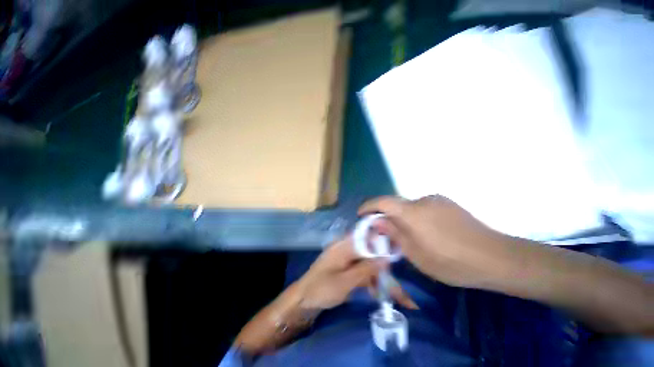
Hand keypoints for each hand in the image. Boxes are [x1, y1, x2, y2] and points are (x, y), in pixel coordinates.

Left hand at [296, 236, 417, 309]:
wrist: (303, 300)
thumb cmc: (322, 288)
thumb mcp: (346, 281)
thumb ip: (366, 269)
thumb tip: (386, 257)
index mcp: (344, 245)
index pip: (366, 236)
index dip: (381, 240)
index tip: (396, 251)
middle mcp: (345, 248)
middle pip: (368, 250)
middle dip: (380, 263)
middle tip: (393, 278)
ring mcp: (344, 258)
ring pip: (365, 260)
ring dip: (375, 273)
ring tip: (386, 290)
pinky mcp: (344, 268)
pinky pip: (360, 269)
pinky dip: (367, 278)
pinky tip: (374, 290)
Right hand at [359, 195, 513, 288]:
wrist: (498, 258)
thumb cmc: (452, 262)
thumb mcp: (416, 254)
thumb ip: (394, 234)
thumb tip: (377, 221)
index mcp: (412, 213)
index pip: (382, 202)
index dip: (368, 206)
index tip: (361, 215)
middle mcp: (422, 200)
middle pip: (396, 204)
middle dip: (386, 216)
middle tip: (385, 233)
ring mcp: (437, 200)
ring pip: (410, 206)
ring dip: (403, 218)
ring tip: (409, 236)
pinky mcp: (448, 203)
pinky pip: (423, 207)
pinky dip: (417, 217)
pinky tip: (428, 233)